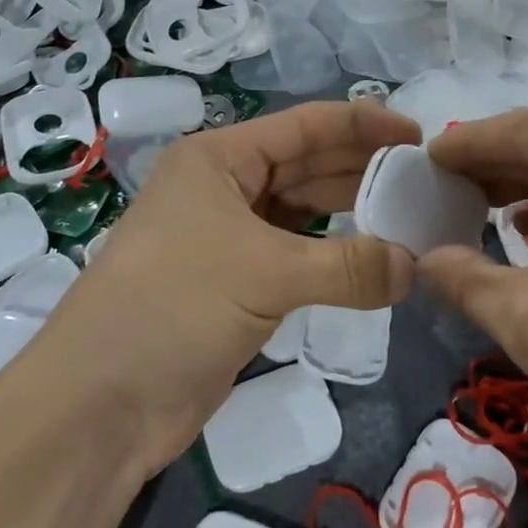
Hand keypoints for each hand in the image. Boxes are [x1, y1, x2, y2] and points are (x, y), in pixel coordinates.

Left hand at [22, 101, 420, 479]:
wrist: (101, 402)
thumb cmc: (175, 306)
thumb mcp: (264, 273)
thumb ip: (348, 266)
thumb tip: (414, 266)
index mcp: (219, 159)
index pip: (304, 126)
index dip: (362, 125)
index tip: (419, 136)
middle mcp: (223, 188)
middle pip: (306, 166)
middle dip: (362, 170)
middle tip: (426, 181)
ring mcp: (228, 238)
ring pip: (302, 213)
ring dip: (351, 215)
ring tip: (411, 218)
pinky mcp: (236, 285)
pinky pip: (297, 258)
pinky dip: (334, 259)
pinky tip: (374, 263)